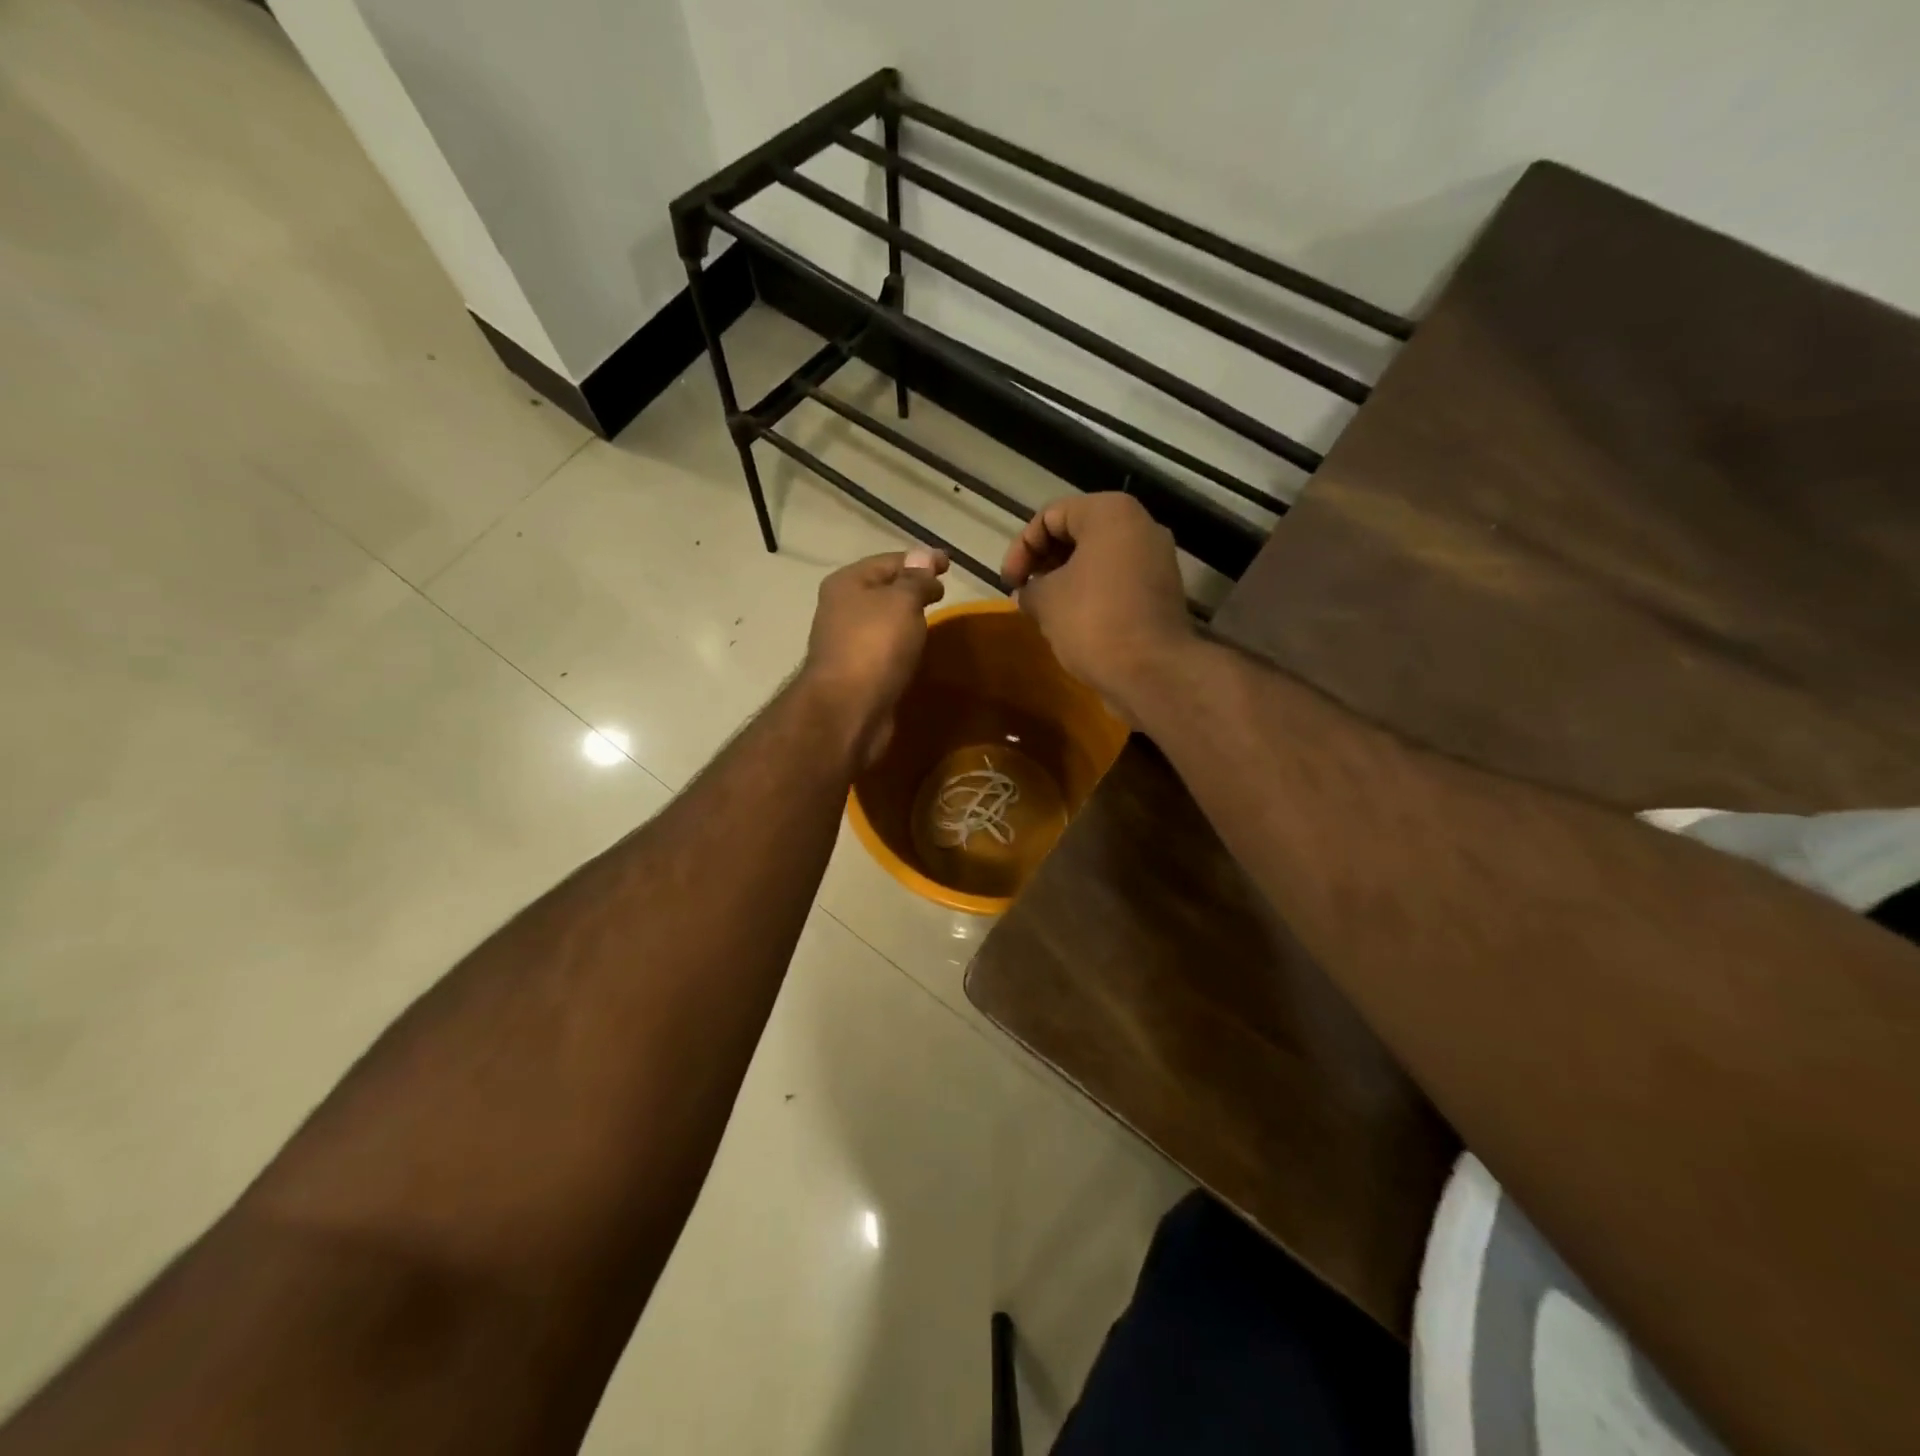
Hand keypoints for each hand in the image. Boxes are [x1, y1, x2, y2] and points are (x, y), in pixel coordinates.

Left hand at [802, 547, 949, 766]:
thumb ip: (916, 579)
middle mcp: (841, 608)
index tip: (950, 564)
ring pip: (883, 621)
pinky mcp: (856, 672)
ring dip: (906, 618)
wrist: (847, 710)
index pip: (889, 560)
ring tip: (935, 619)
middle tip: (943, 592)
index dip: (921, 559)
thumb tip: (923, 557)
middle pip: (883, 590)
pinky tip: (917, 650)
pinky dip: (901, 644)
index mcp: (847, 582)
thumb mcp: (902, 602)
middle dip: (912, 588)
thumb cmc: (875, 646)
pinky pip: (884, 648)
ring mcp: (846, 642)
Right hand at [1001, 493, 1192, 723]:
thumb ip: (1029, 588)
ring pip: (1098, 558)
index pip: (1050, 516)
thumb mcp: (1045, 600)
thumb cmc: (1092, 621)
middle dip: (1044, 561)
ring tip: (1044, 608)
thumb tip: (1027, 594)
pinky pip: (1117, 581)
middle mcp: (1140, 526)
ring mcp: (1156, 560)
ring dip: (1066, 579)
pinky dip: (1091, 593)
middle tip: (1025, 592)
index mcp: (1111, 513)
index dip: (1021, 548)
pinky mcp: (1161, 592)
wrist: (1151, 671)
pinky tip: (1071, 621)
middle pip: (1078, 532)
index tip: (1009, 583)